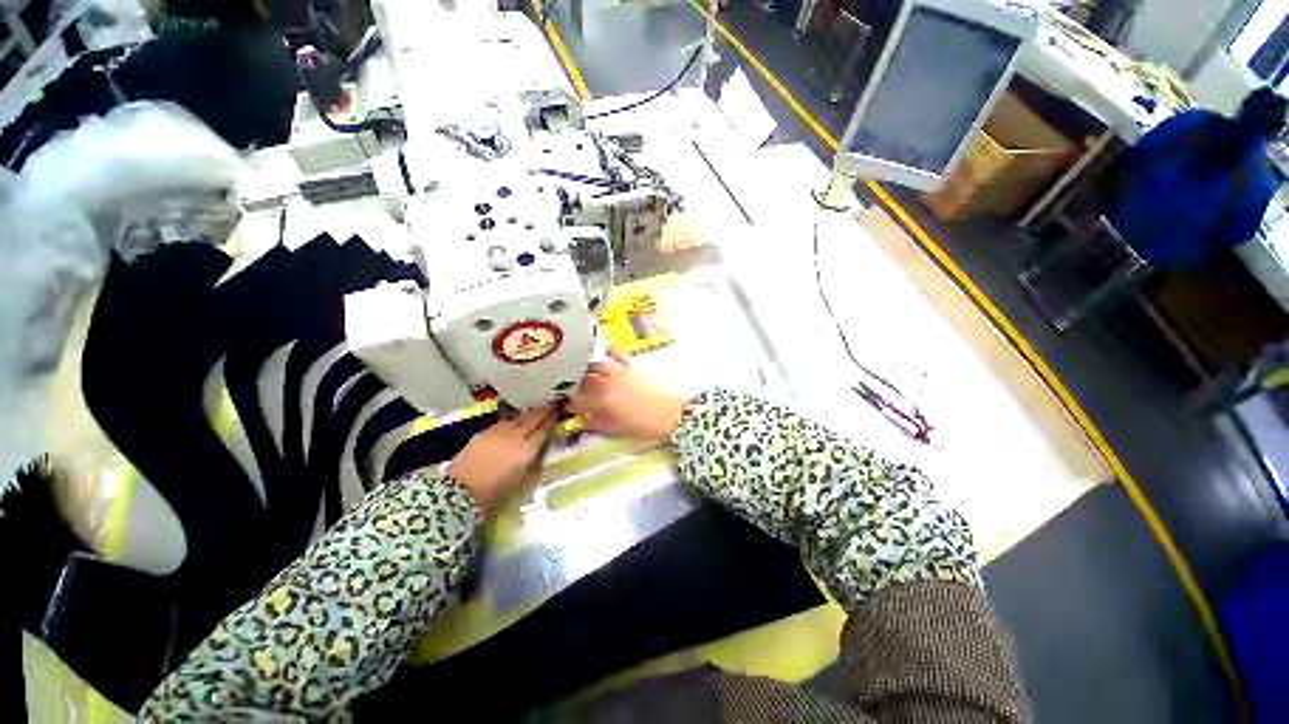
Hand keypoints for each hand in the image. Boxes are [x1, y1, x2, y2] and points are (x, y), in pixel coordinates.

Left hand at [447, 405, 557, 512]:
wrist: (459, 493)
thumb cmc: (495, 494)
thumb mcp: (523, 483)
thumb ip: (534, 465)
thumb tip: (539, 454)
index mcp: (527, 449)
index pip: (544, 429)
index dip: (552, 420)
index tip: (558, 412)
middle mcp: (514, 435)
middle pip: (532, 418)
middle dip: (542, 411)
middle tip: (550, 405)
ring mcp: (497, 432)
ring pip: (517, 418)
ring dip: (526, 414)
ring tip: (533, 413)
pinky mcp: (482, 433)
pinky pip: (502, 423)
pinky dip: (510, 422)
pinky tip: (511, 424)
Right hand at [568, 349, 686, 443]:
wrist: (672, 416)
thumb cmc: (645, 427)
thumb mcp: (618, 430)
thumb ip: (597, 423)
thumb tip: (583, 419)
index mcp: (604, 401)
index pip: (579, 401)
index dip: (571, 404)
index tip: (568, 407)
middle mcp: (609, 383)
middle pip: (586, 381)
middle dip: (576, 386)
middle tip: (573, 390)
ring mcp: (621, 373)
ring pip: (598, 366)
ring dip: (588, 369)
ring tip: (582, 373)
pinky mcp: (633, 367)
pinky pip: (619, 355)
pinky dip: (612, 351)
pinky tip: (606, 348)